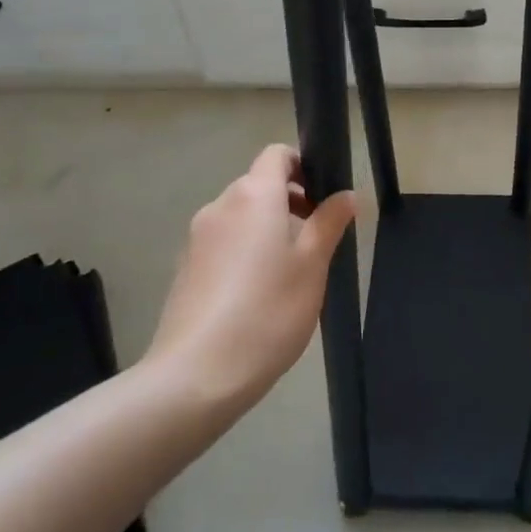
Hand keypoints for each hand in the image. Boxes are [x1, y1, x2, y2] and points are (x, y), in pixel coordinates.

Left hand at [144, 145, 354, 411]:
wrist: (194, 376)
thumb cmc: (267, 311)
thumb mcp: (312, 266)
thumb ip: (329, 223)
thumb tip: (346, 194)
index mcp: (254, 195)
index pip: (277, 155)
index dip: (303, 166)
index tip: (323, 197)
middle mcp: (221, 205)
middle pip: (258, 185)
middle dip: (289, 201)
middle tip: (317, 239)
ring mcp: (197, 238)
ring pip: (241, 216)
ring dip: (267, 228)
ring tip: (289, 273)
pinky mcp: (184, 269)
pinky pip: (223, 244)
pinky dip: (244, 252)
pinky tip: (257, 296)